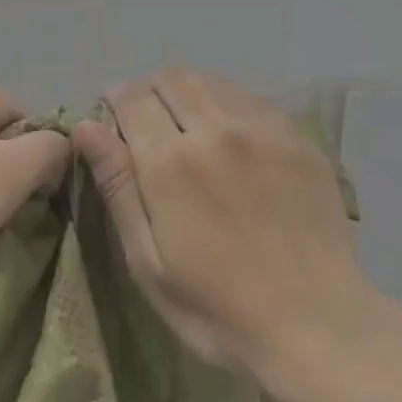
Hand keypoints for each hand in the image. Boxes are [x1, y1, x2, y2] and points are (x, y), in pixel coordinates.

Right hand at [73, 66, 365, 374]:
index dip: (116, 101)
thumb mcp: (148, 260)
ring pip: (216, 82)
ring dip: (192, 95)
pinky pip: (255, 101)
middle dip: (151, 91)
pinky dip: (232, 108)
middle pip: (174, 77)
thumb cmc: (217, 306)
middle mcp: (219, 129)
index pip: (132, 97)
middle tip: (150, 126)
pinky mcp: (300, 140)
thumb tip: (86, 127)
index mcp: (172, 161)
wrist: (315, 323)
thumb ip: (118, 186)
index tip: (114, 122)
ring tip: (191, 131)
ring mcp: (266, 130)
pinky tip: (236, 144)